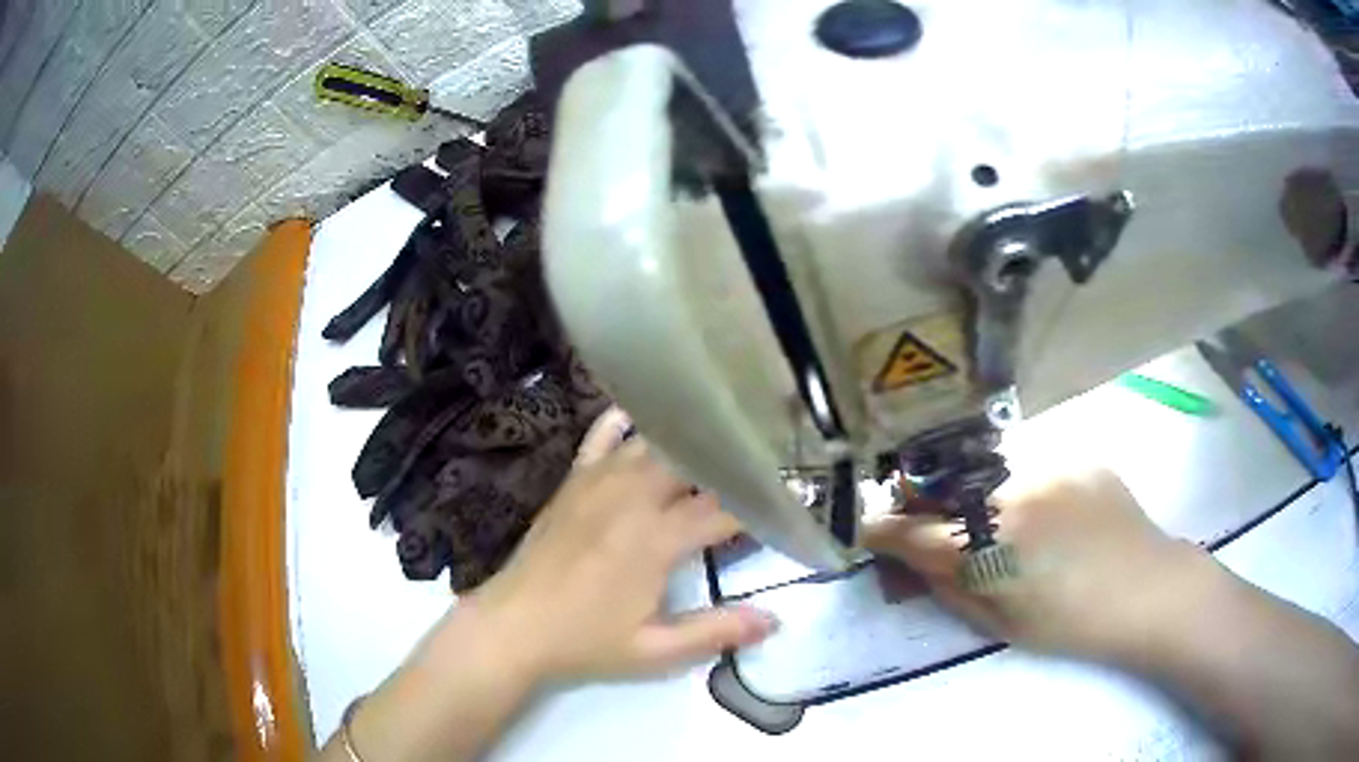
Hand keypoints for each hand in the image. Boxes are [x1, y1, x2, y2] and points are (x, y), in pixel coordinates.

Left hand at [466, 408, 776, 682]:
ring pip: (654, 441)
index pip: (725, 508)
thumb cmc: (584, 641)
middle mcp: (632, 496)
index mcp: (656, 538)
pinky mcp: (574, 480)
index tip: (791, 501)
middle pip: (693, 459)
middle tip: (761, 465)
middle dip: (731, 460)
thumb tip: (775, 620)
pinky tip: (646, 420)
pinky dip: (628, 423)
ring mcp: (598, 480)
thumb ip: (716, 632)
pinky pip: (603, 435)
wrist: (513, 626)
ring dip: (690, 440)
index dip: (763, 503)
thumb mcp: (654, 650)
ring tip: (721, 438)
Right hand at [863, 467, 1220, 662]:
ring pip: (990, 477)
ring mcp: (1048, 467)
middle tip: (941, 532)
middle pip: (944, 491)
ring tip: (1012, 530)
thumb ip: (950, 590)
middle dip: (930, 510)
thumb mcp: (1001, 625)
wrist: (1149, 591)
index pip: (910, 530)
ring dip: (982, 500)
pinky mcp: (1076, 457)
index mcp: (988, 547)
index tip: (871, 533)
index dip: (882, 531)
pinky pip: (1035, 471)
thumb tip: (910, 567)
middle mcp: (1010, 495)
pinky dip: (1028, 493)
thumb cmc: (1071, 625)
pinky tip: (1055, 519)